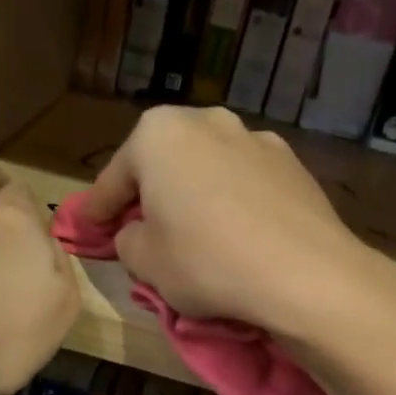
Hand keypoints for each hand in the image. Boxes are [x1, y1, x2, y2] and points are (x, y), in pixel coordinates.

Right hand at [87, 106, 395, 341]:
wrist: (305, 274)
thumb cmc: (206, 262)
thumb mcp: (145, 261)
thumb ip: (127, 239)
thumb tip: (137, 232)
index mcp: (158, 134)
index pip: (114, 178)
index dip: (98, 210)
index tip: (90, 229)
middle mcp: (206, 121)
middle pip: (162, 163)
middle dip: (149, 193)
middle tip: (141, 228)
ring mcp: (254, 137)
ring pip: (206, 168)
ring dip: (193, 192)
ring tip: (195, 230)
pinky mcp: (292, 162)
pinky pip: (243, 181)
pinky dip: (231, 200)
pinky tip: (237, 232)